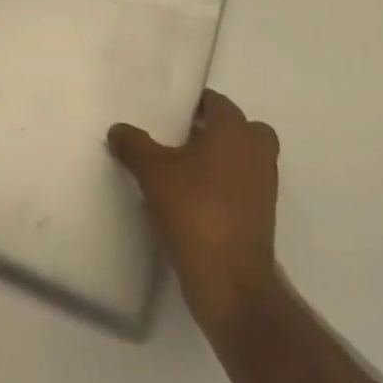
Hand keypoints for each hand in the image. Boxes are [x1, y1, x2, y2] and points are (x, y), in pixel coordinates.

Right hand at [110, 90, 281, 333]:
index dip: (195, 104)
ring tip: (185, 169)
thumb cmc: (194, 210)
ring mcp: (265, 186)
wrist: (230, 280)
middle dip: (216, 130)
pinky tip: (195, 198)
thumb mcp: (152, 173)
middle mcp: (256, 151)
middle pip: (240, 128)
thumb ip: (134, 145)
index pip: (217, 102)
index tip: (171, 113)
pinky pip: (244, 186)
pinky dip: (226, 186)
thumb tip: (118, 130)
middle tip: (182, 138)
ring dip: (222, 159)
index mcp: (234, 130)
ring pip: (245, 158)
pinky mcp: (263, 216)